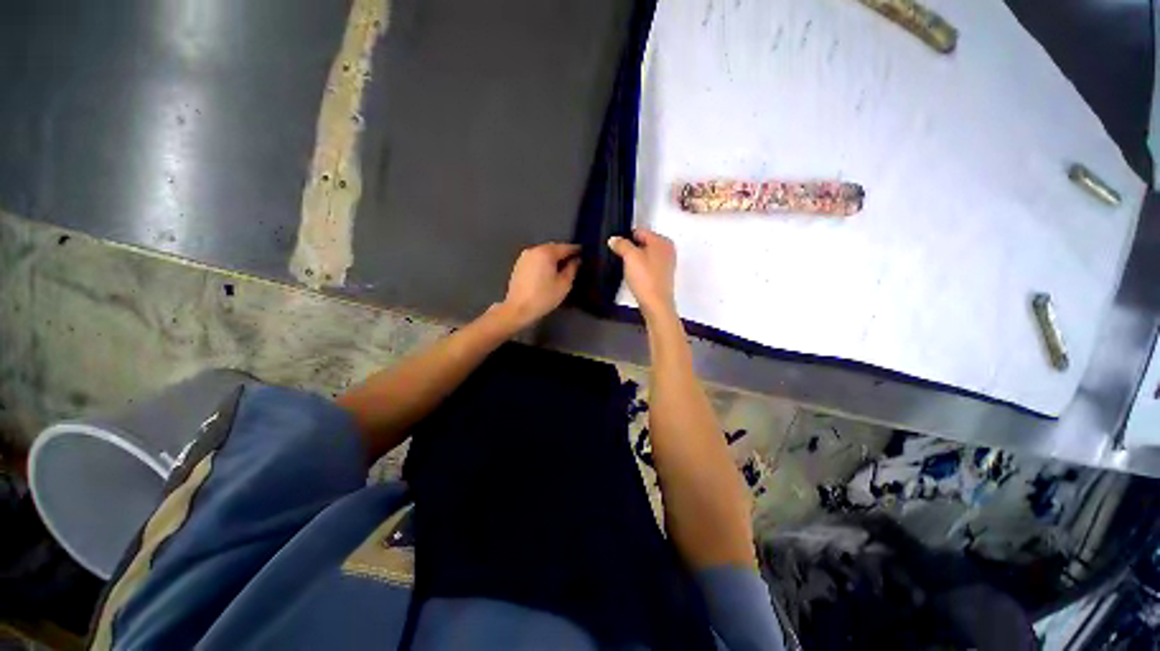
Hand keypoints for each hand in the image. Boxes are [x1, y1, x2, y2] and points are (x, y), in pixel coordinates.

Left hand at [494, 242, 580, 330]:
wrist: (518, 309)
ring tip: (561, 269)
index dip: (577, 250)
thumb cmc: (544, 297)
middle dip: (564, 254)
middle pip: (554, 248)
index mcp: (546, 252)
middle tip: (574, 263)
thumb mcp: (564, 284)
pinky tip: (548, 273)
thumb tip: (576, 260)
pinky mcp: (519, 264)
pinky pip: (536, 259)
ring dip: (553, 258)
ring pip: (544, 253)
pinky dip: (544, 262)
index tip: (584, 253)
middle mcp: (534, 250)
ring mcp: (524, 256)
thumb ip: (572, 269)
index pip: (566, 247)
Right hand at [608, 229, 676, 319]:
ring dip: (636, 260)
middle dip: (631, 249)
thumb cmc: (644, 277)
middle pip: (644, 243)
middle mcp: (668, 249)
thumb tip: (613, 240)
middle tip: (621, 259)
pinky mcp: (663, 276)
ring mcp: (667, 263)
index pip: (640, 231)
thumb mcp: (630, 257)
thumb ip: (621, 244)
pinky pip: (649, 266)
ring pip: (646, 255)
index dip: (626, 238)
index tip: (617, 248)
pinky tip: (635, 276)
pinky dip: (641, 269)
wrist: (656, 303)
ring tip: (627, 269)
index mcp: (662, 240)